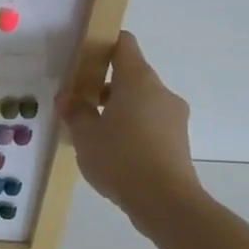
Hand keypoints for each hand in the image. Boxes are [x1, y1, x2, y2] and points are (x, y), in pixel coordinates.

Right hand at [58, 31, 201, 227]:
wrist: (167, 204)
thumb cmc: (121, 158)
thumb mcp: (84, 133)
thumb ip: (75, 111)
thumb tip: (69, 98)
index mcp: (138, 80)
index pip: (124, 44)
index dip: (103, 44)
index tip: (84, 57)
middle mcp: (161, 92)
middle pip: (132, 75)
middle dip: (105, 85)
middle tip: (80, 102)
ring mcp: (175, 118)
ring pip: (142, 101)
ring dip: (119, 109)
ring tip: (94, 132)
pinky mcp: (179, 142)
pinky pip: (151, 123)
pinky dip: (133, 128)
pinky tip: (113, 151)